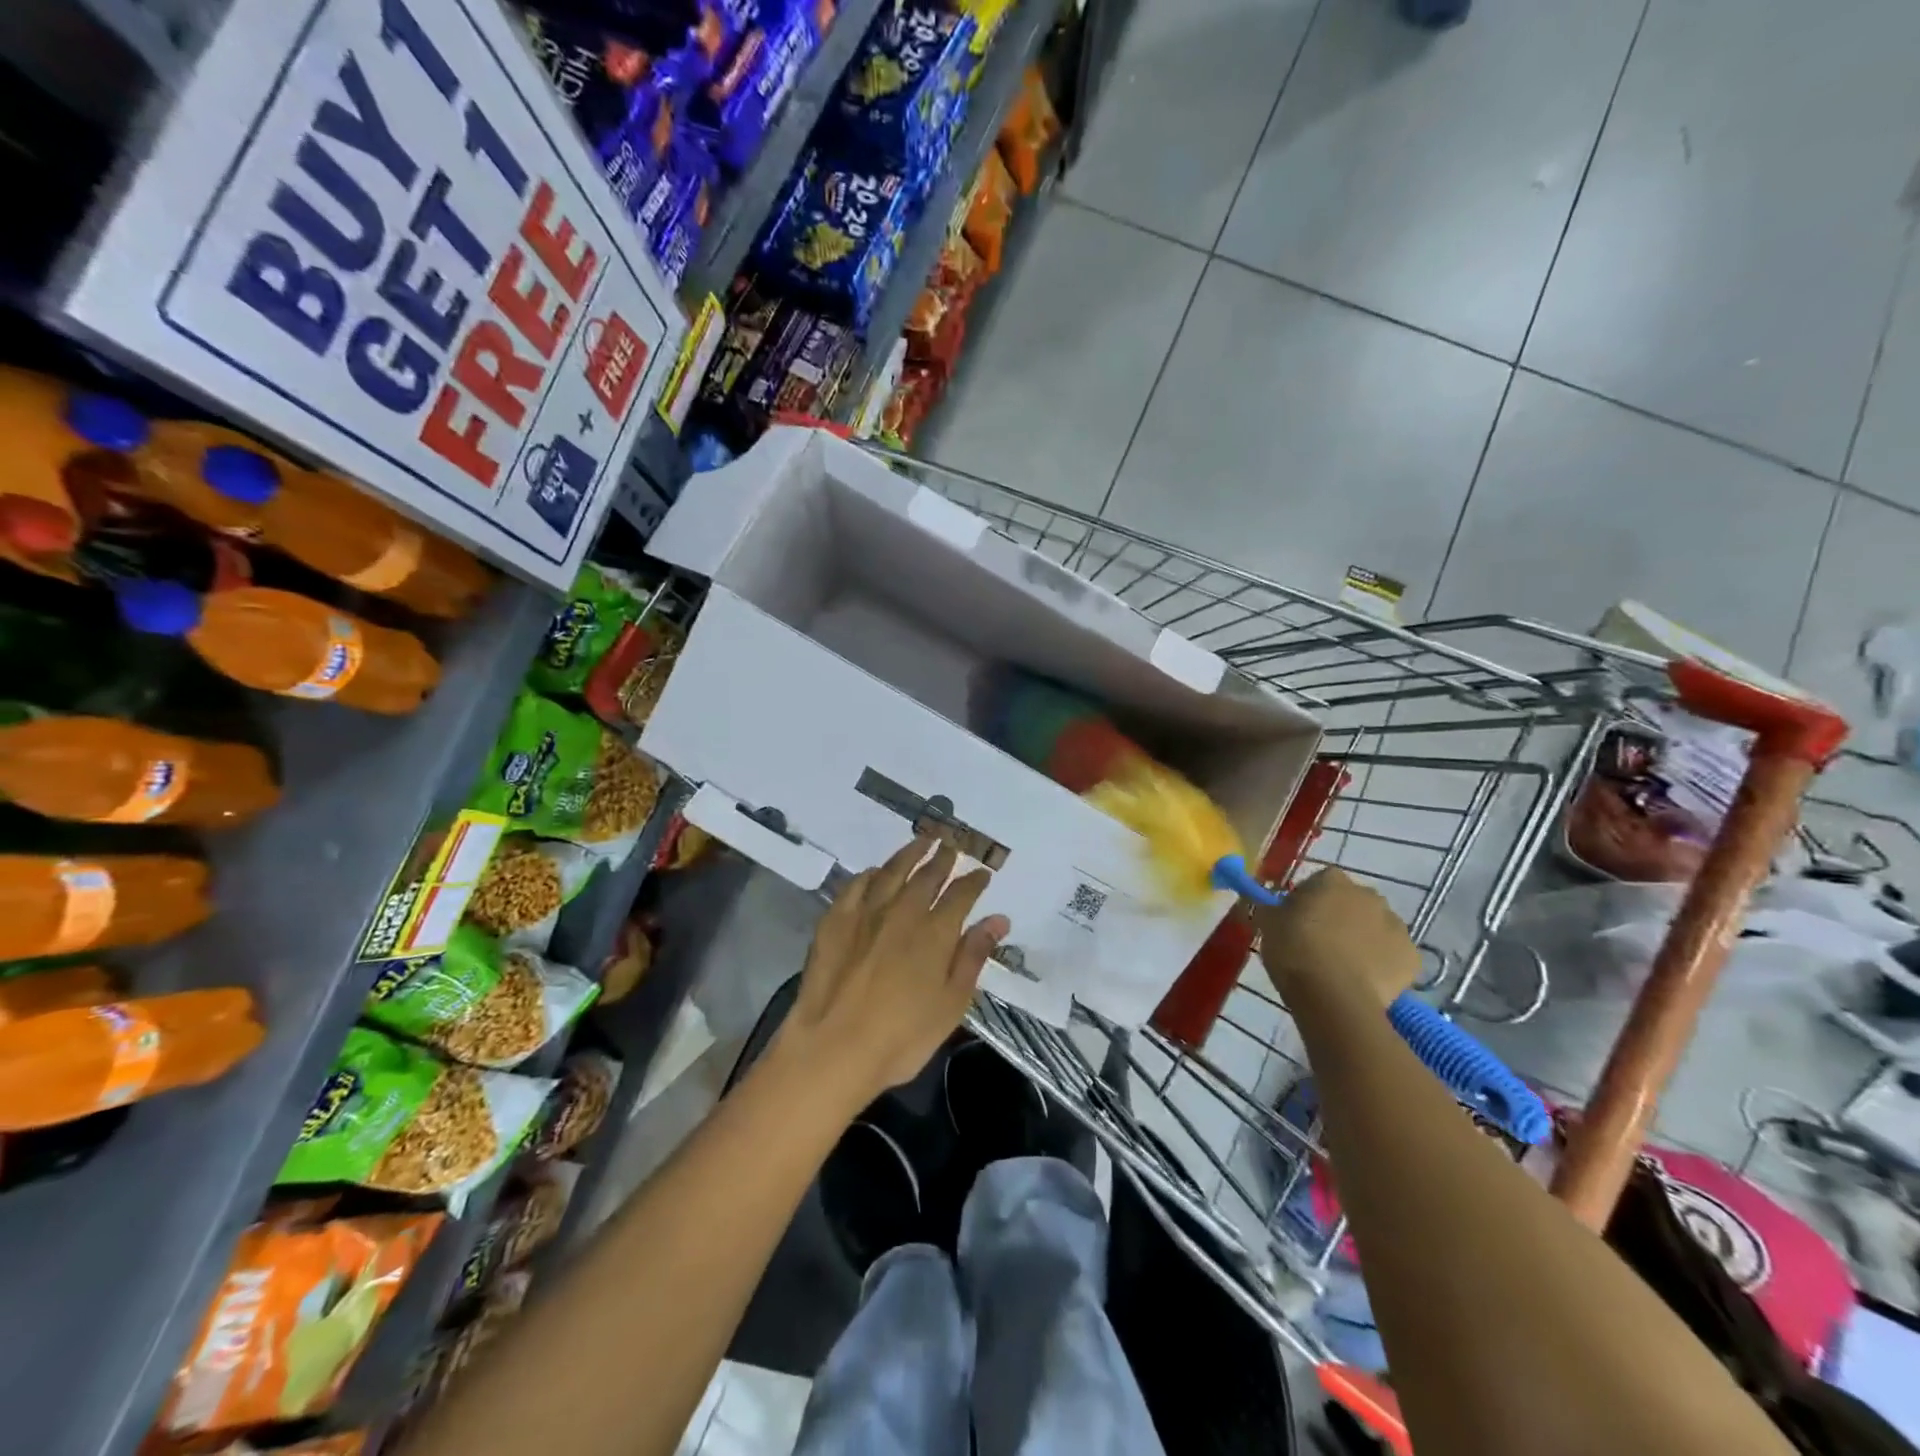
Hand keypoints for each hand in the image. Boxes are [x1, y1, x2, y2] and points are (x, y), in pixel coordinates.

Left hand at [777, 837, 1008, 1108]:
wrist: (833, 1047)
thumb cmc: (902, 1037)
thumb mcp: (951, 1004)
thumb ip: (973, 956)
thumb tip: (998, 919)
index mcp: (936, 932)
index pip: (961, 895)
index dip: (974, 881)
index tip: (983, 873)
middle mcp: (903, 911)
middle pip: (927, 876)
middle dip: (943, 859)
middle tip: (952, 845)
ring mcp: (866, 912)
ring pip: (892, 871)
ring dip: (910, 854)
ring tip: (921, 841)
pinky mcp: (835, 920)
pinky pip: (856, 885)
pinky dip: (870, 874)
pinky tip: (875, 872)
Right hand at [1256, 867, 1418, 1010]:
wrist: (1334, 996)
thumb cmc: (1294, 950)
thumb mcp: (1267, 923)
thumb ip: (1270, 907)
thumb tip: (1269, 904)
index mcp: (1332, 880)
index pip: (1318, 882)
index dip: (1307, 901)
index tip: (1295, 922)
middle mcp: (1369, 895)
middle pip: (1351, 902)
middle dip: (1339, 917)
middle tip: (1319, 943)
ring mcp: (1396, 926)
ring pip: (1376, 928)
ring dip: (1363, 939)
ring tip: (1342, 966)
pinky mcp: (1412, 957)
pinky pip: (1393, 955)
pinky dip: (1382, 964)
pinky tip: (1364, 981)